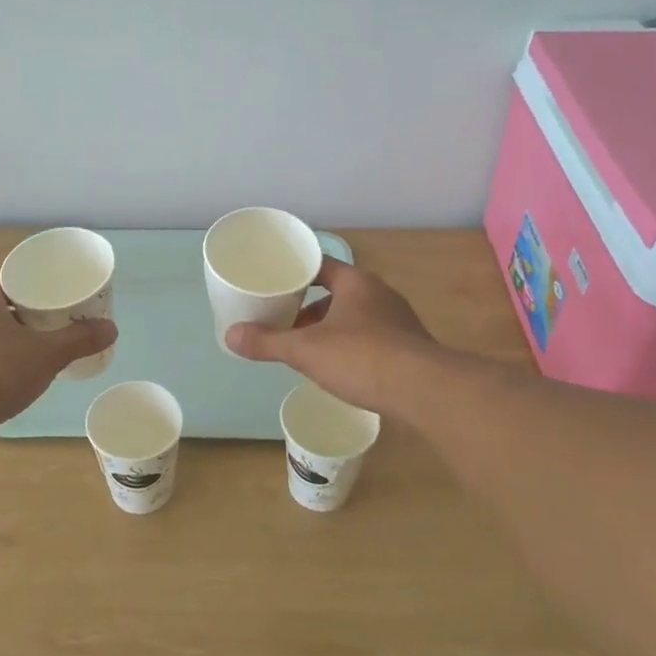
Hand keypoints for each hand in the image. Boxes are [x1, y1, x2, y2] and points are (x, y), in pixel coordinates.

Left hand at [0, 279, 116, 430]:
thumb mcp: (45, 354)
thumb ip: (78, 340)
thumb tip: (112, 327)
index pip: (14, 279)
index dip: (38, 285)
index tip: (59, 296)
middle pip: (3, 305)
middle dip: (29, 314)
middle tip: (58, 322)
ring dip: (13, 339)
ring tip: (42, 349)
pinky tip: (15, 376)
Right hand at [225, 256, 437, 414]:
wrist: (425, 390)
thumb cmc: (361, 357)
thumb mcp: (306, 350)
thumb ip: (268, 343)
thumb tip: (230, 335)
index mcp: (356, 282)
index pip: (320, 265)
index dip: (295, 273)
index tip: (274, 285)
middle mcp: (380, 294)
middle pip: (336, 292)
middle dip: (309, 308)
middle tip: (284, 322)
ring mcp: (398, 321)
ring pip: (354, 317)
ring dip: (330, 329)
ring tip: (307, 349)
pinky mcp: (409, 347)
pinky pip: (372, 339)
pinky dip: (351, 347)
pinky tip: (340, 368)